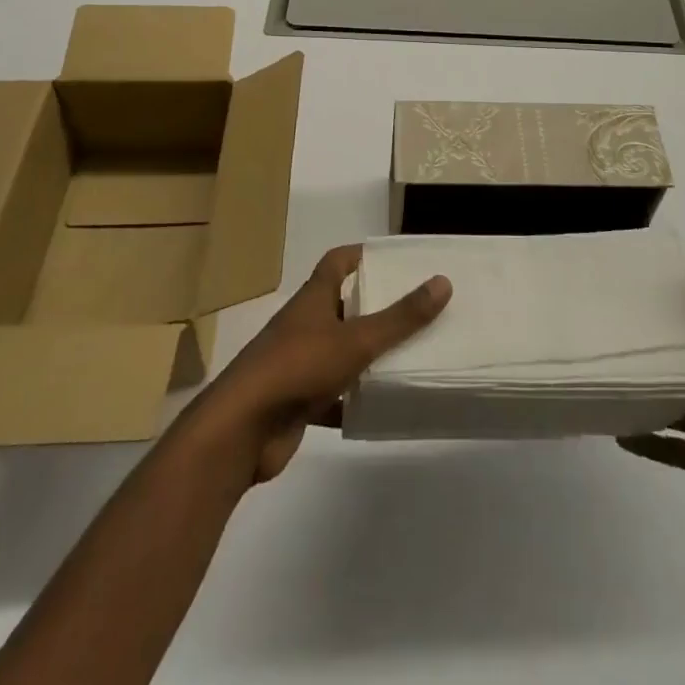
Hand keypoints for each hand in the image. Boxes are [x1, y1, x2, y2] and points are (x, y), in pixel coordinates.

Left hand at [184, 245, 450, 483]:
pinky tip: (383, 406)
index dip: (362, 255)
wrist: (242, 430)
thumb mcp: (357, 339)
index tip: (394, 258)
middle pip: (342, 305)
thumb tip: (442, 281)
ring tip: (409, 354)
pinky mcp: (297, 401)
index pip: (337, 261)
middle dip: (374, 306)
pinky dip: (354, 399)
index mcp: (313, 298)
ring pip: (340, 351)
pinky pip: (333, 394)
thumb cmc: (298, 367)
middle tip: (415, 308)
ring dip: (367, 354)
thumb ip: (400, 316)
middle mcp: (304, 325)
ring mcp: (298, 364)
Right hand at [619, 245, 684, 544]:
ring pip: (669, 406)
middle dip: (649, 359)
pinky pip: (671, 449)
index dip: (667, 324)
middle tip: (603, 342)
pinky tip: (617, 431)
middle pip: (678, 371)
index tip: (627, 308)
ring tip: (602, 381)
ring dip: (643, 396)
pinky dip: (646, 442)